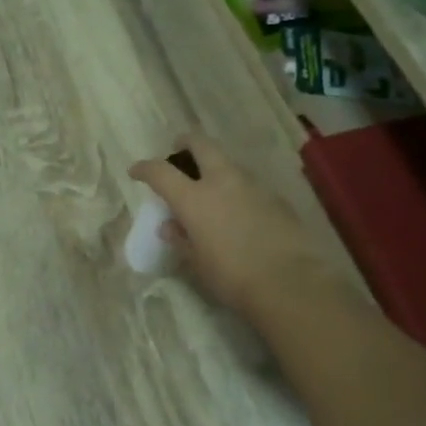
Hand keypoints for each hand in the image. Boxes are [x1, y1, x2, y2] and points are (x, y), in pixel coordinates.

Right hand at [128, 134, 331, 321]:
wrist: (289, 282)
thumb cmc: (232, 277)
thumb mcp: (198, 263)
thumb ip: (181, 240)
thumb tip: (170, 226)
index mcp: (194, 198)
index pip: (161, 172)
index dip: (145, 169)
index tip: (136, 171)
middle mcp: (222, 182)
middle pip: (201, 145)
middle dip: (186, 143)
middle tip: (179, 150)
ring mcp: (253, 185)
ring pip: (228, 163)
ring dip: (215, 167)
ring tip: (211, 186)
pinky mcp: (276, 197)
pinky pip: (249, 184)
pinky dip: (237, 189)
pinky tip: (239, 210)